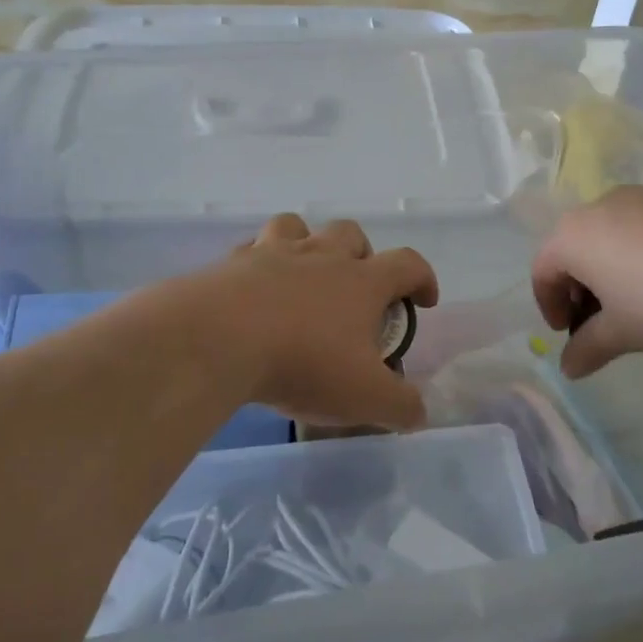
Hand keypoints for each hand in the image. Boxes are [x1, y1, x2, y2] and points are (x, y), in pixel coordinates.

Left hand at [205, 214, 438, 429]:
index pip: (408, 264)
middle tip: (357, 288)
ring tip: (303, 275)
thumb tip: (419, 414)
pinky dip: (258, 262)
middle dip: (362, 254)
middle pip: (350, 233)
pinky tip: (253, 288)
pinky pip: (251, 249)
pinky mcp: (232, 263)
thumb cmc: (303, 363)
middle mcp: (321, 257)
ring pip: (297, 227)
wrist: (219, 341)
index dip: (422, 278)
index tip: (424, 300)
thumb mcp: (364, 397)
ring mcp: (273, 253)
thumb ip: (400, 407)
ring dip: (307, 243)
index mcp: (362, 282)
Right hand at [531, 187, 642, 377]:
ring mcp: (641, 198)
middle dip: (581, 289)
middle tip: (600, 322)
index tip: (569, 334)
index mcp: (572, 237)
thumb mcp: (623, 334)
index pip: (542, 271)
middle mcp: (599, 207)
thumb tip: (568, 368)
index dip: (550, 307)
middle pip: (575, 250)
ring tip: (639, 305)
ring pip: (611, 237)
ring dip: (613, 271)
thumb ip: (589, 348)